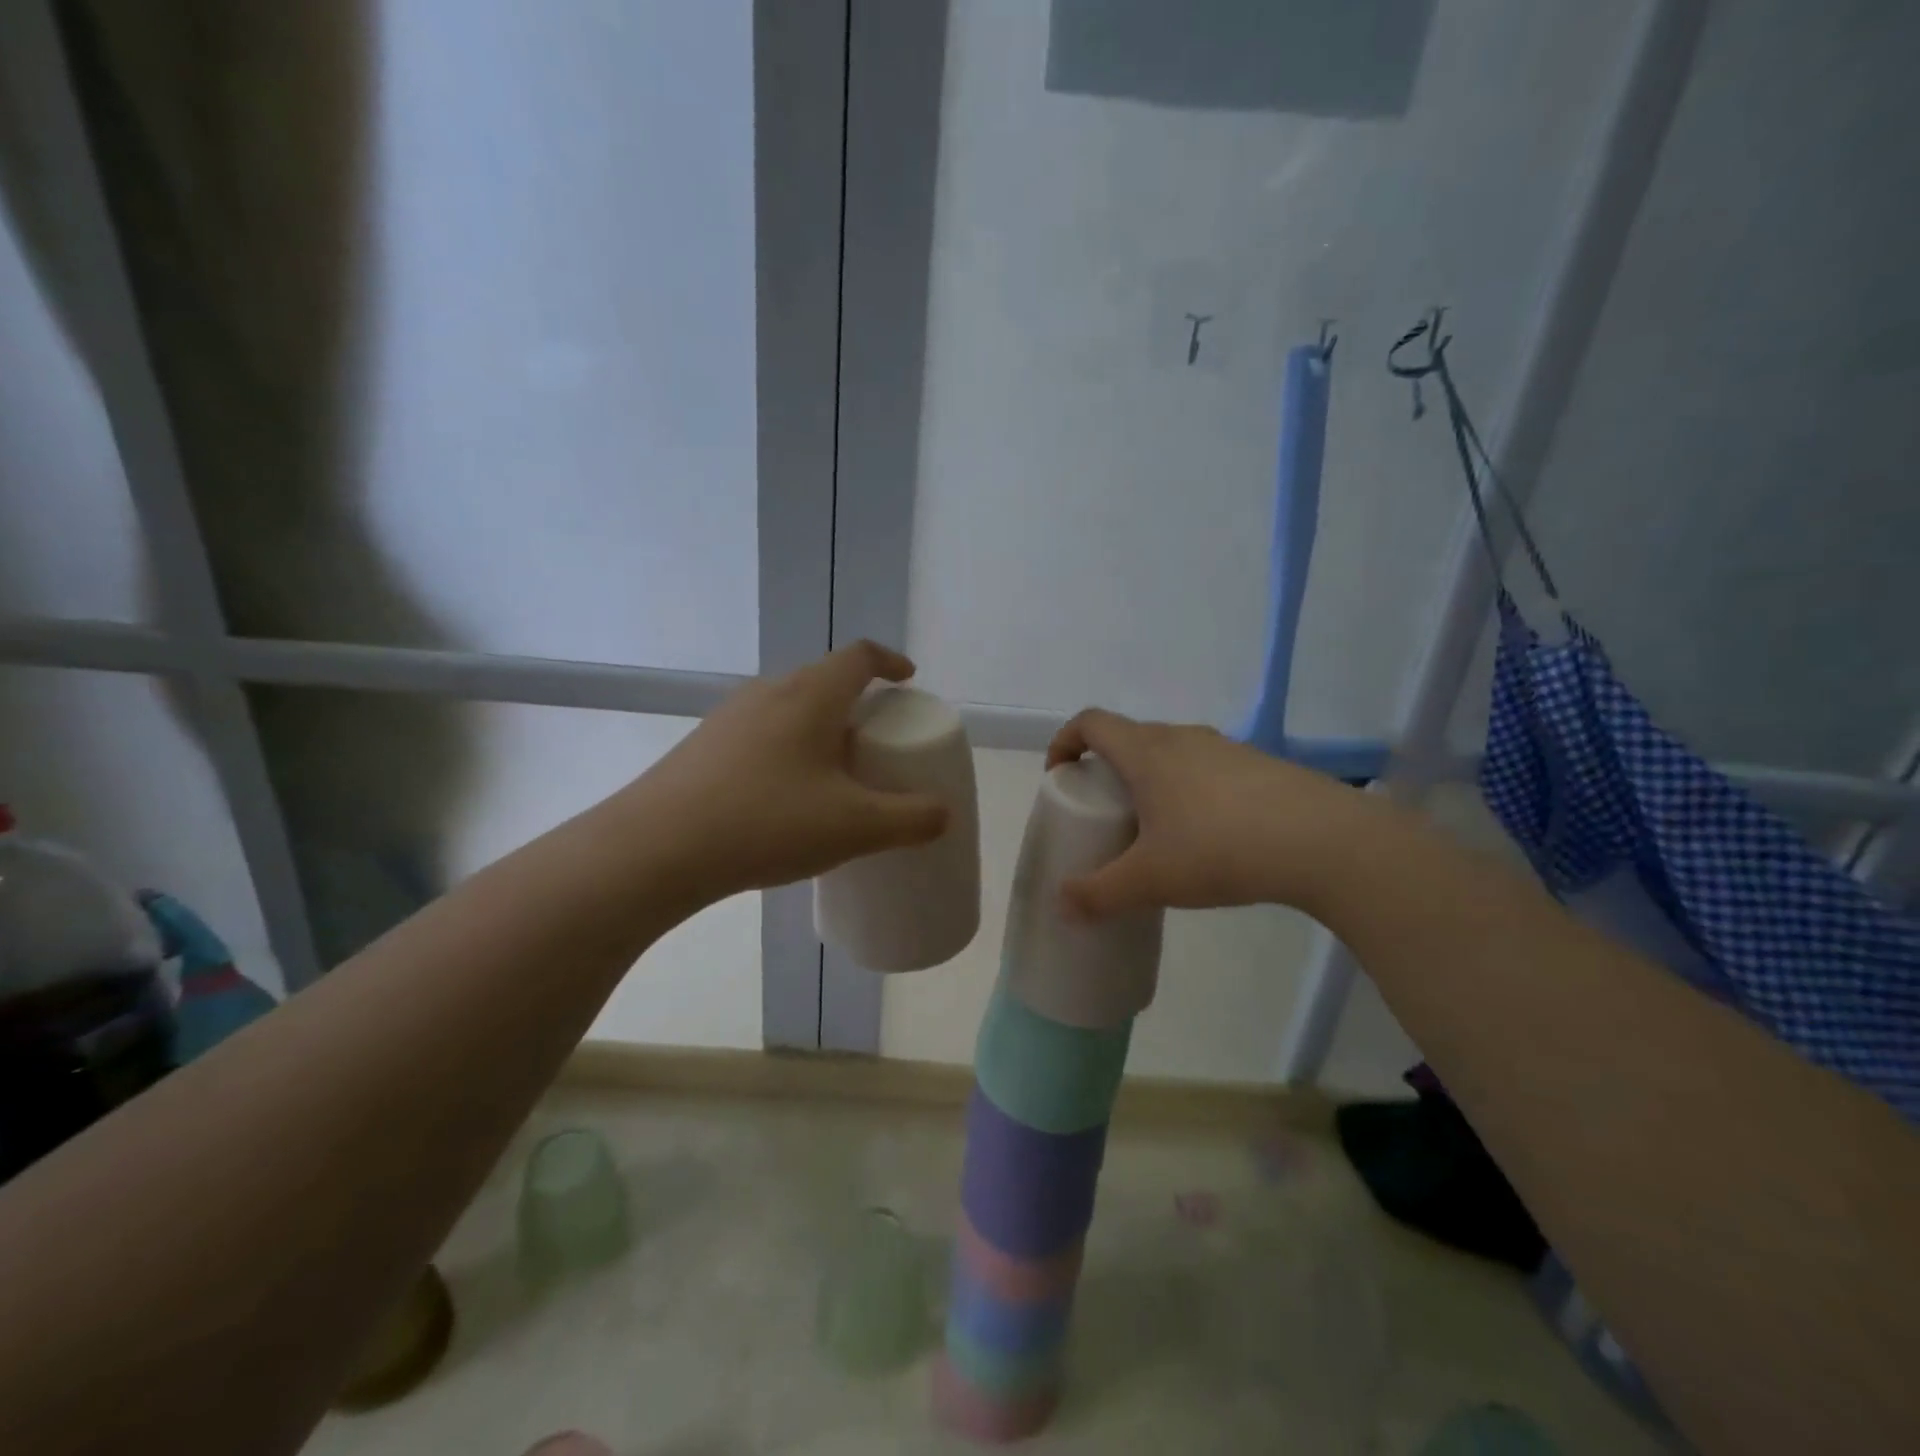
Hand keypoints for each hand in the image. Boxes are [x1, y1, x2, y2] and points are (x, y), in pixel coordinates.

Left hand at [633, 642, 949, 900]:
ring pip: (789, 708)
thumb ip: (911, 819)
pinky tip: (785, 799)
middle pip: (824, 680)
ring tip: (834, 773)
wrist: (655, 850)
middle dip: (857, 702)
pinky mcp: (703, 747)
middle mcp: (768, 692)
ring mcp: (729, 718)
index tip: (908, 680)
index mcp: (810, 695)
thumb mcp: (855, 827)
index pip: (859, 655)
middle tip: (876, 741)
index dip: (890, 661)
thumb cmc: (767, 822)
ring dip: (819, 728)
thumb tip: (942, 813)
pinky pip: (761, 734)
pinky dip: (787, 750)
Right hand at [1046, 709, 1371, 919]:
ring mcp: (1225, 748)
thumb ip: (1098, 894)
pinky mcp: (1259, 765)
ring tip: (1155, 828)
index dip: (1065, 741)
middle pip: (1129, 737)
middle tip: (1105, 812)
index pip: (1090, 722)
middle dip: (1106, 768)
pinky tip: (1207, 836)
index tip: (1059, 775)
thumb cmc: (1220, 848)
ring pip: (1171, 753)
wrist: (1325, 842)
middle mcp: (1182, 738)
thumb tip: (1061, 906)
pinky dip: (1189, 790)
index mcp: (1146, 752)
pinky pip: (1206, 768)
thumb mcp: (1150, 880)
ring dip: (1151, 779)